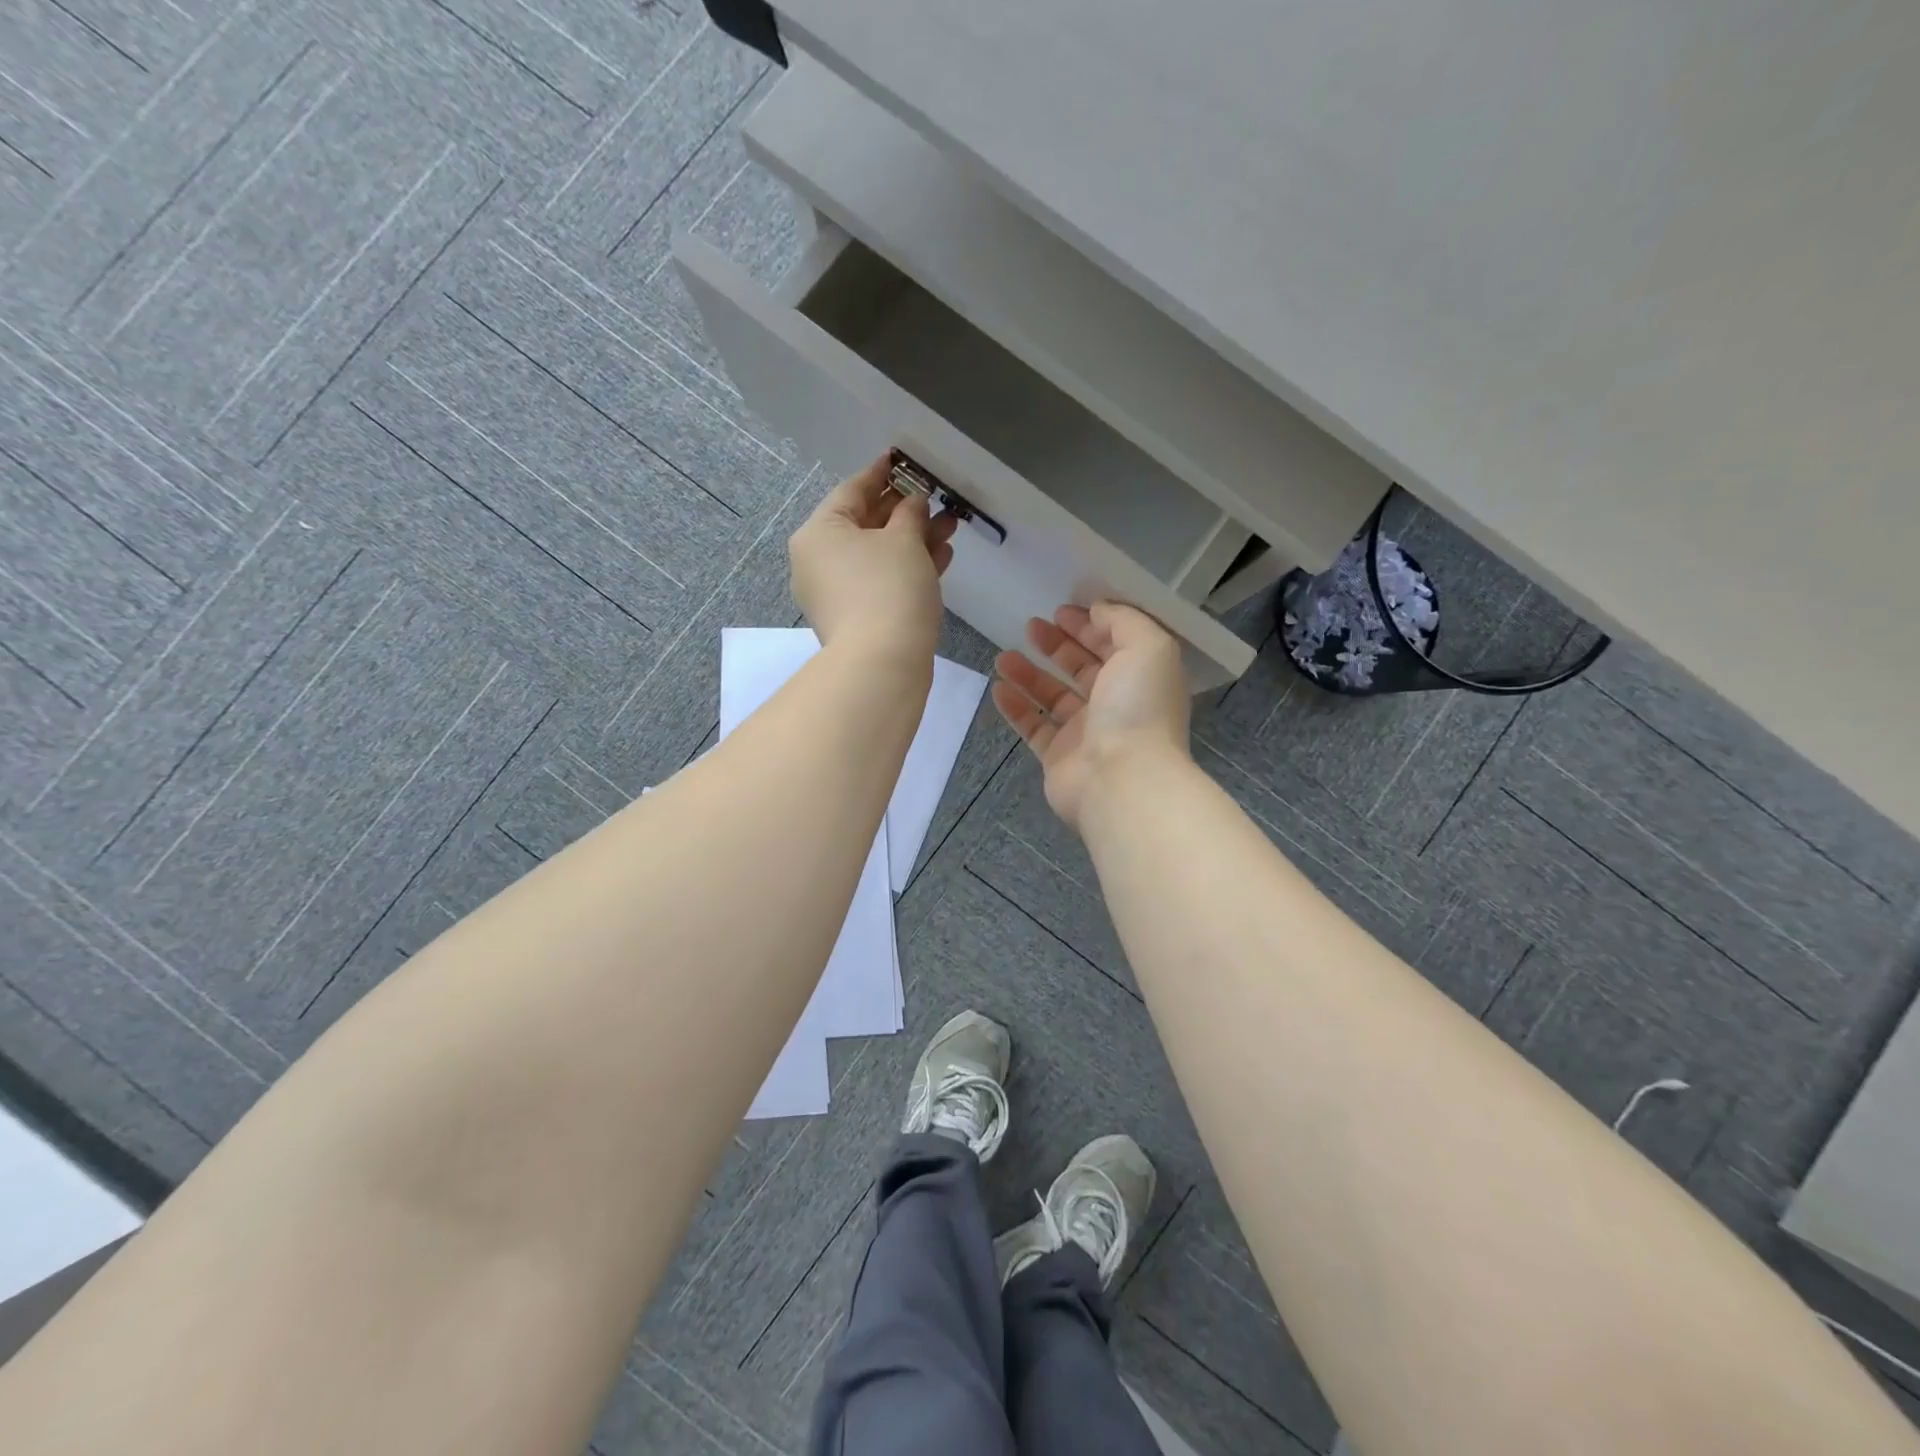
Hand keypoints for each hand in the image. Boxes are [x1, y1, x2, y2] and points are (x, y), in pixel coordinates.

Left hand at [789, 455, 957, 660]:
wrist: (883, 664)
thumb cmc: (889, 589)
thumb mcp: (904, 540)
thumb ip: (910, 513)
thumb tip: (913, 501)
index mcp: (819, 533)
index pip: (852, 490)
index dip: (882, 473)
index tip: (902, 460)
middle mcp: (818, 560)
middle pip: (865, 524)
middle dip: (906, 511)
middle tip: (939, 499)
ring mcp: (835, 592)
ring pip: (878, 555)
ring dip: (914, 540)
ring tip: (950, 526)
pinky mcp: (854, 617)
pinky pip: (880, 580)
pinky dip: (907, 568)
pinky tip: (941, 558)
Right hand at [990, 602, 1190, 828]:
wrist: (1121, 780)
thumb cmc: (1137, 708)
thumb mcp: (1147, 646)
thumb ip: (1123, 620)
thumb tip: (1097, 610)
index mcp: (1139, 678)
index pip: (1114, 644)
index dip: (1089, 625)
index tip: (1060, 610)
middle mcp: (1115, 704)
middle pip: (1082, 668)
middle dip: (1058, 645)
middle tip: (1031, 626)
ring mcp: (1085, 733)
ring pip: (1053, 696)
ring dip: (1029, 674)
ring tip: (1004, 656)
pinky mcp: (1058, 757)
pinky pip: (1033, 727)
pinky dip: (1016, 708)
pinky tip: (998, 688)